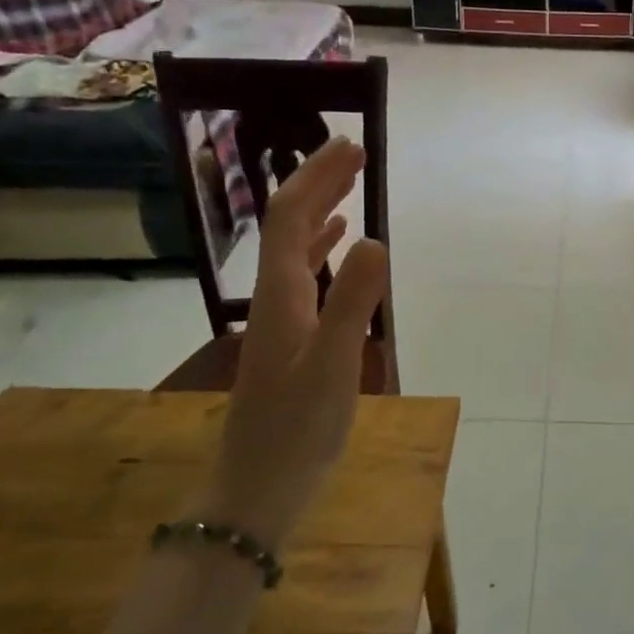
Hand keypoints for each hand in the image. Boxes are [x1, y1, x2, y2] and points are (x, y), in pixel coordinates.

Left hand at [212, 136, 388, 544]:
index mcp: (282, 294)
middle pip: (289, 224)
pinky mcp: (289, 338)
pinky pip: (305, 276)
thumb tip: (375, 238)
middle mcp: (275, 296)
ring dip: (321, 210)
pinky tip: (338, 247)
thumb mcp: (334, 367)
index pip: (293, 217)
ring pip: (296, 247)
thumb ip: (354, 303)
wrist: (258, 487)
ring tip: (350, 186)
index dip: (318, 177)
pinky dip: (321, 249)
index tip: (350, 146)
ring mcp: (280, 318)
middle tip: (354, 153)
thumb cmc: (298, 430)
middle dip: (318, 182)